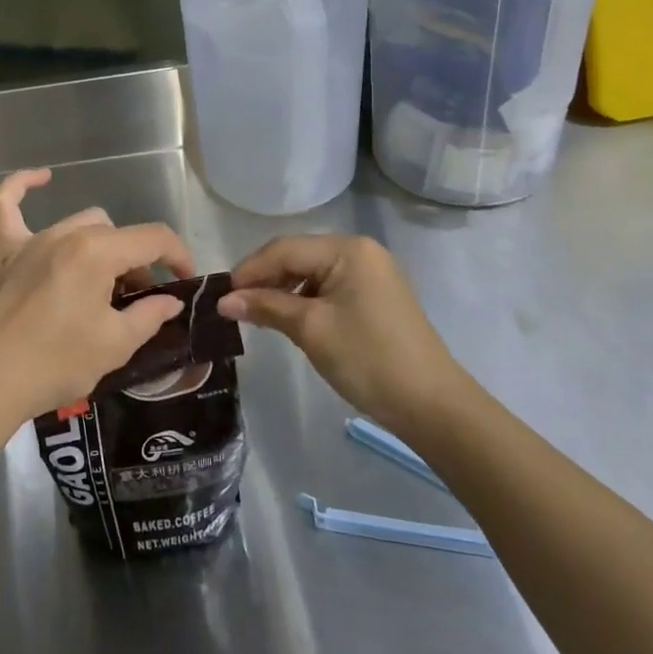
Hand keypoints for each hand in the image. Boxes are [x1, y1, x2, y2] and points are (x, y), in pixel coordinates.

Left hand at [0, 171, 195, 432]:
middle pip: (117, 235)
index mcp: (97, 252)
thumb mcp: (115, 345)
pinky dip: (21, 187)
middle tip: (136, 303)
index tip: (184, 282)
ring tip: (102, 285)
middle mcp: (65, 235)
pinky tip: (42, 177)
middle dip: (136, 263)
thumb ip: (149, 315)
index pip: (153, 238)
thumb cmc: (56, 364)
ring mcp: (31, 241)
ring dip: (101, 247)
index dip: (179, 256)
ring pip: (80, 225)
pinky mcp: (3, 253)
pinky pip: (6, 206)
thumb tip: (170, 301)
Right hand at [217, 235, 467, 434]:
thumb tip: (224, 301)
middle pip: (298, 257)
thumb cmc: (368, 359)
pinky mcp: (375, 296)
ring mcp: (371, 273)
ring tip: (256, 314)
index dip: (250, 270)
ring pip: (312, 273)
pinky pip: (328, 288)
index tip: (221, 295)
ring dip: (282, 291)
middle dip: (265, 279)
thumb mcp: (311, 330)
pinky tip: (288, 319)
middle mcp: (360, 252)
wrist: (431, 405)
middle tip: (233, 306)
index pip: (285, 249)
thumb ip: (266, 307)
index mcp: (348, 249)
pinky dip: (304, 300)